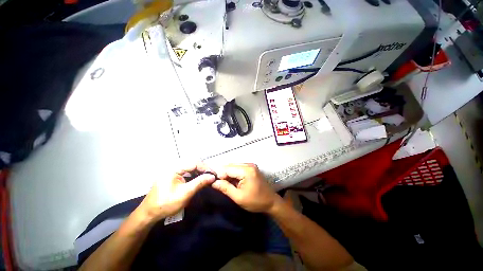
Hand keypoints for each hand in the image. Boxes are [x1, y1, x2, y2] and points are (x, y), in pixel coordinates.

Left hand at [138, 163, 215, 220]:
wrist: (149, 214)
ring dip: (199, 172)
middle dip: (203, 170)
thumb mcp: (185, 193)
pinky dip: (194, 176)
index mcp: (174, 169)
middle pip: (192, 164)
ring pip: (190, 168)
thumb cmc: (166, 204)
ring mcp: (172, 172)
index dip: (205, 168)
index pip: (194, 163)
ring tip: (207, 178)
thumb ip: (199, 183)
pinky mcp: (173, 176)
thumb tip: (212, 176)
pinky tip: (199, 180)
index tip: (213, 174)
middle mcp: (173, 167)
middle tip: (211, 176)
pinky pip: (186, 173)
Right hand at [212, 163, 278, 212]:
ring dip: (227, 174)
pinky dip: (233, 174)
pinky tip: (231, 181)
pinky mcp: (251, 168)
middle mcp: (248, 164)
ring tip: (224, 183)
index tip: (213, 183)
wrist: (271, 202)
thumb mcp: (238, 197)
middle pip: (230, 166)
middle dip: (223, 174)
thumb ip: (225, 188)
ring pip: (233, 166)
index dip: (219, 175)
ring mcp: (250, 165)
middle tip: (217, 184)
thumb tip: (213, 182)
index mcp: (246, 171)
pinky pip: (238, 168)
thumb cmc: (256, 201)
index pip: (227, 169)